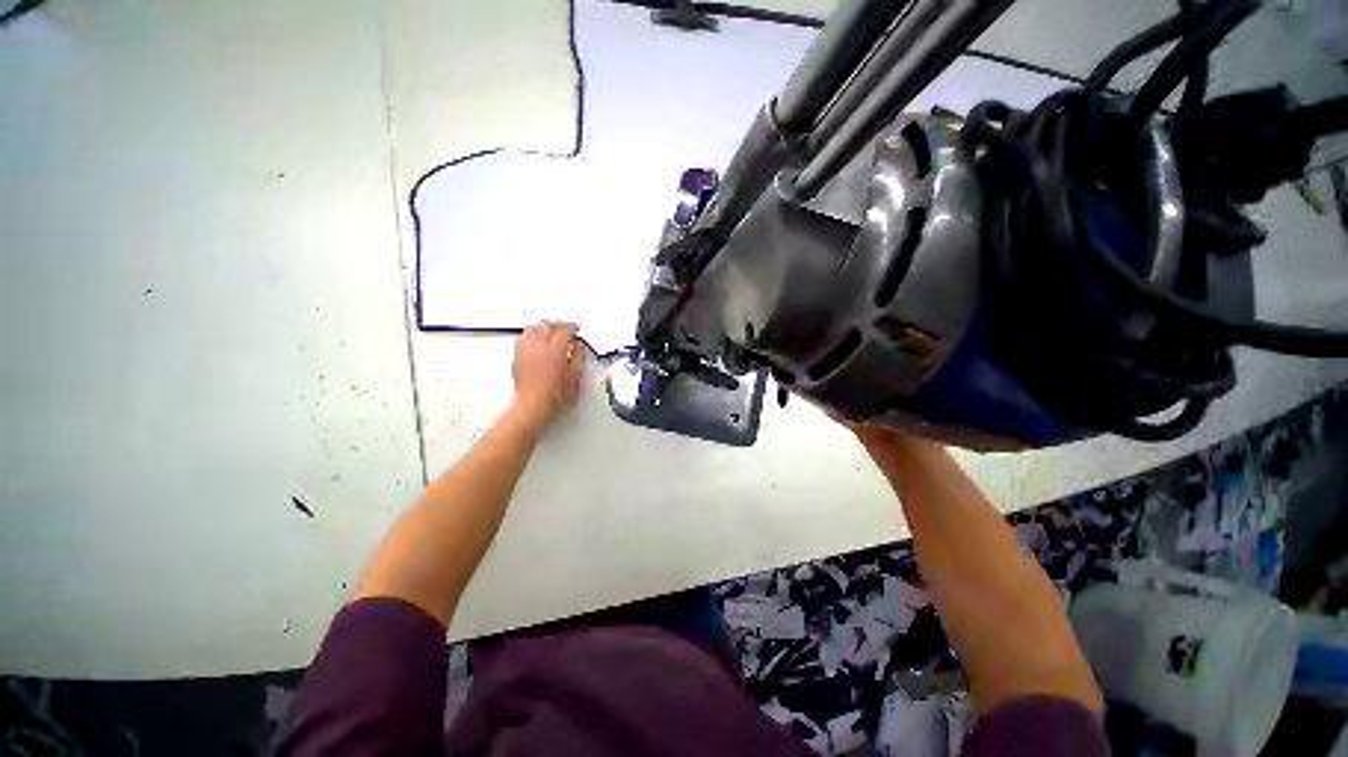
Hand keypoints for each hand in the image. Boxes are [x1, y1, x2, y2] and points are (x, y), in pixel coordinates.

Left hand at [511, 322, 585, 428]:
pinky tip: (536, 341)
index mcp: (555, 350)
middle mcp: (538, 347)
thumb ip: (579, 358)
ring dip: (543, 327)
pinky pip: (524, 338)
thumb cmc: (554, 396)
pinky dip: (532, 335)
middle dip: (558, 325)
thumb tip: (579, 347)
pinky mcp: (518, 357)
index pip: (564, 330)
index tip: (576, 329)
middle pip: (547, 325)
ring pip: (533, 328)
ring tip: (550, 331)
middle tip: (566, 329)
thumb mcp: (575, 377)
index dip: (572, 327)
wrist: (533, 406)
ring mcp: (526, 351)